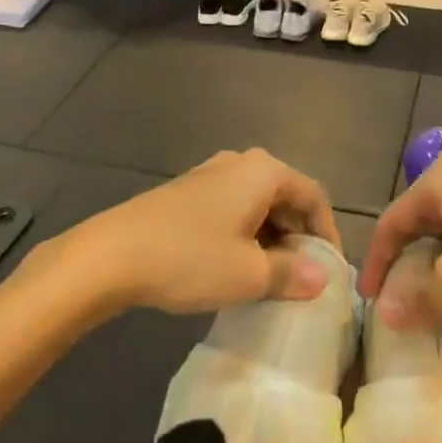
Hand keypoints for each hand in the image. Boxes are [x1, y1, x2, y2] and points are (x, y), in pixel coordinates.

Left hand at [56, 149, 340, 315]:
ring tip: (271, 279)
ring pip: (258, 204)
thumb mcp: (249, 274)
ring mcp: (211, 174)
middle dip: (298, 237)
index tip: (329, 273)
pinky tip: (236, 267)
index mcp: (264, 172)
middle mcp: (241, 163)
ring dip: (271, 239)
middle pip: (286, 197)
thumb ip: (292, 273)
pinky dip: (245, 234)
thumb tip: (323, 277)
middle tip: (302, 279)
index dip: (327, 235)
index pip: (314, 197)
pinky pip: (233, 208)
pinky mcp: (189, 192)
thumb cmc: (190, 258)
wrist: (112, 254)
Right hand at [358, 153, 441, 327]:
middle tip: (399, 298)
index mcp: (437, 179)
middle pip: (418, 219)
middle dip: (406, 261)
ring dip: (436, 261)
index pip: (391, 221)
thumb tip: (385, 314)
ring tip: (433, 296)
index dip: (377, 263)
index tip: (370, 300)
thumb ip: (418, 297)